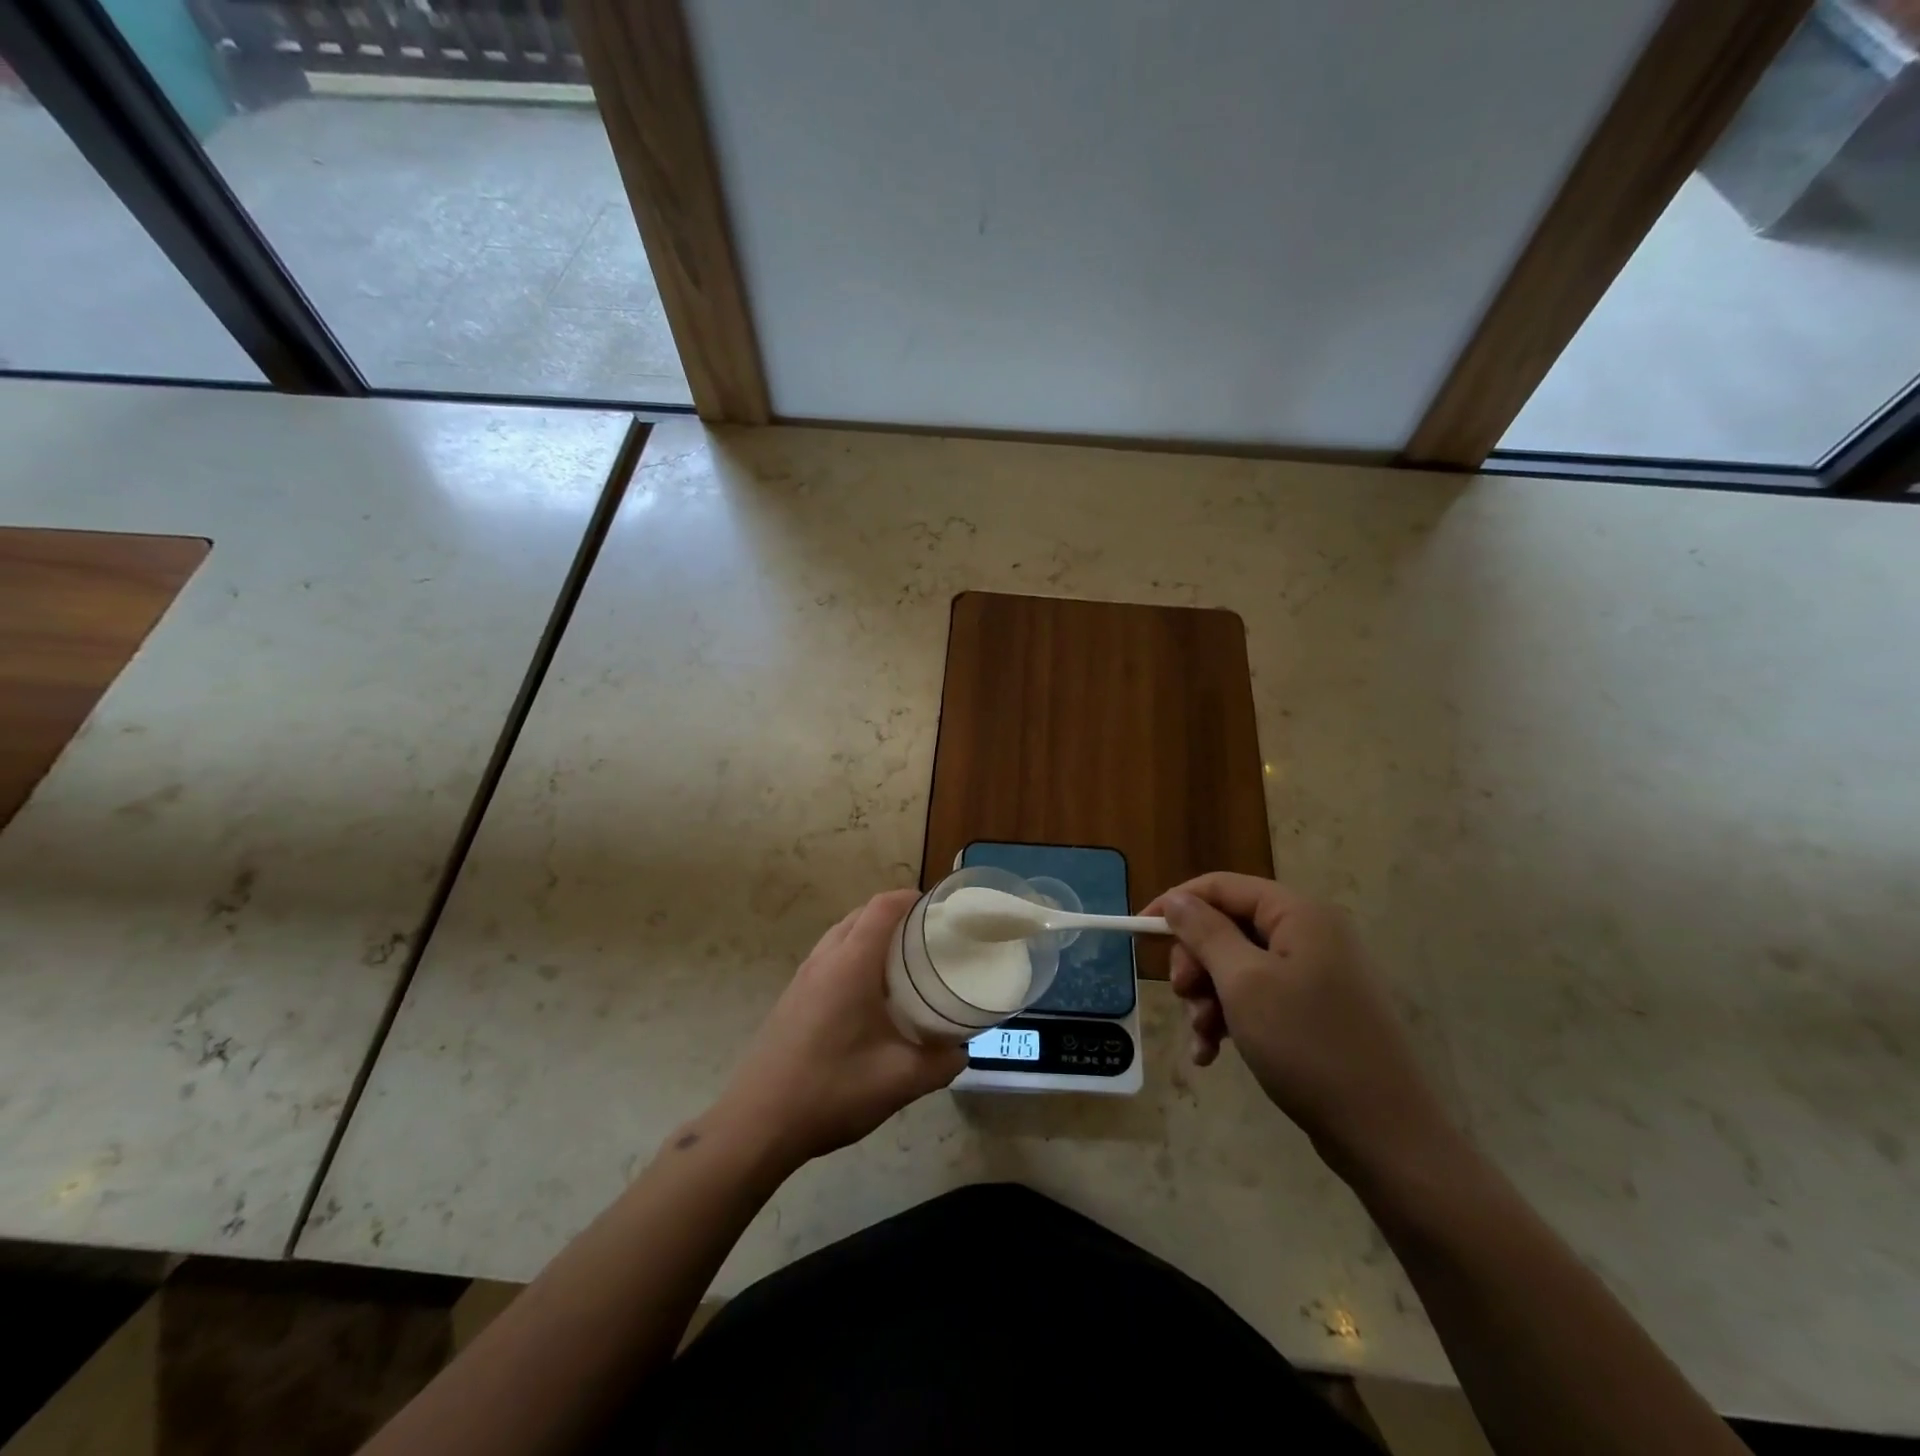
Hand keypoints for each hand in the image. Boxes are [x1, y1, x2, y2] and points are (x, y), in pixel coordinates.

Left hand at [711, 890, 965, 1168]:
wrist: (756, 1124)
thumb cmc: (831, 1091)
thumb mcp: (899, 1081)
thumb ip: (940, 1063)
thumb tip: (960, 1052)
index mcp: (851, 964)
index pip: (882, 907)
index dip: (911, 898)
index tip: (939, 909)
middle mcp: (824, 959)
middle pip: (861, 915)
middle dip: (895, 916)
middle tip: (928, 937)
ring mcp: (802, 978)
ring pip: (841, 935)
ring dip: (871, 936)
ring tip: (903, 963)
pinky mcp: (791, 997)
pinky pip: (828, 958)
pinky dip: (852, 956)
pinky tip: (868, 996)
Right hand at [1144, 873, 1454, 1178]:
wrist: (1385, 1134)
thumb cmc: (1307, 1046)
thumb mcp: (1243, 984)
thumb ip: (1205, 933)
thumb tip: (1177, 900)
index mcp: (1298, 914)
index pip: (1222, 887)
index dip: (1177, 904)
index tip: (1139, 932)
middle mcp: (1309, 934)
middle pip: (1228, 927)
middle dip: (1196, 962)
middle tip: (1184, 996)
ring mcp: (1315, 973)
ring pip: (1237, 966)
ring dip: (1209, 998)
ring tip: (1201, 1037)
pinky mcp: (1315, 1009)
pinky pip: (1258, 997)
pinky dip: (1230, 1018)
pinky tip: (1213, 1053)